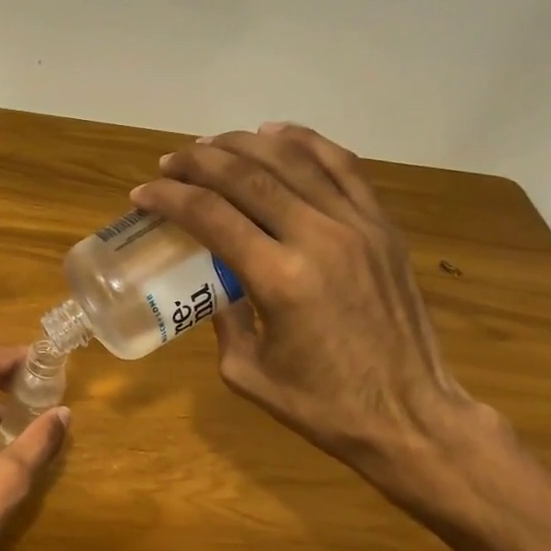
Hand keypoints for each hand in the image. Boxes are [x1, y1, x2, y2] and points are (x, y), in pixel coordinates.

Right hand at [131, 122, 476, 484]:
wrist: (408, 415)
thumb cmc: (321, 407)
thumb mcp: (247, 373)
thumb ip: (224, 321)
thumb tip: (215, 287)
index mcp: (279, 280)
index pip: (212, 218)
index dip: (171, 199)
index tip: (143, 195)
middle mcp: (319, 238)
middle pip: (249, 176)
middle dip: (200, 162)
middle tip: (169, 163)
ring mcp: (358, 226)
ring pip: (294, 160)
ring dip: (245, 145)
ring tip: (212, 145)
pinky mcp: (383, 227)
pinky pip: (342, 167)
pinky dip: (305, 142)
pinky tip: (276, 135)